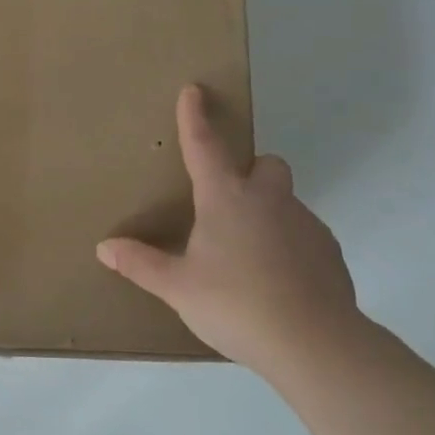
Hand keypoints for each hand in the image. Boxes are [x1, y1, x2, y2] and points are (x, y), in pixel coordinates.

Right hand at [97, 85, 365, 376]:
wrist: (315, 344)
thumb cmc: (236, 304)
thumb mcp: (178, 288)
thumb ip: (141, 264)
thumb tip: (105, 247)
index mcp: (226, 198)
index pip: (204, 145)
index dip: (194, 116)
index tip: (194, 90)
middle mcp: (268, 199)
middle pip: (266, 164)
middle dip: (251, 171)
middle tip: (229, 202)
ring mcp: (305, 223)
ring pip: (286, 201)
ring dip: (268, 212)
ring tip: (249, 256)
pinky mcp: (329, 252)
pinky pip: (304, 234)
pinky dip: (290, 245)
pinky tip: (278, 281)